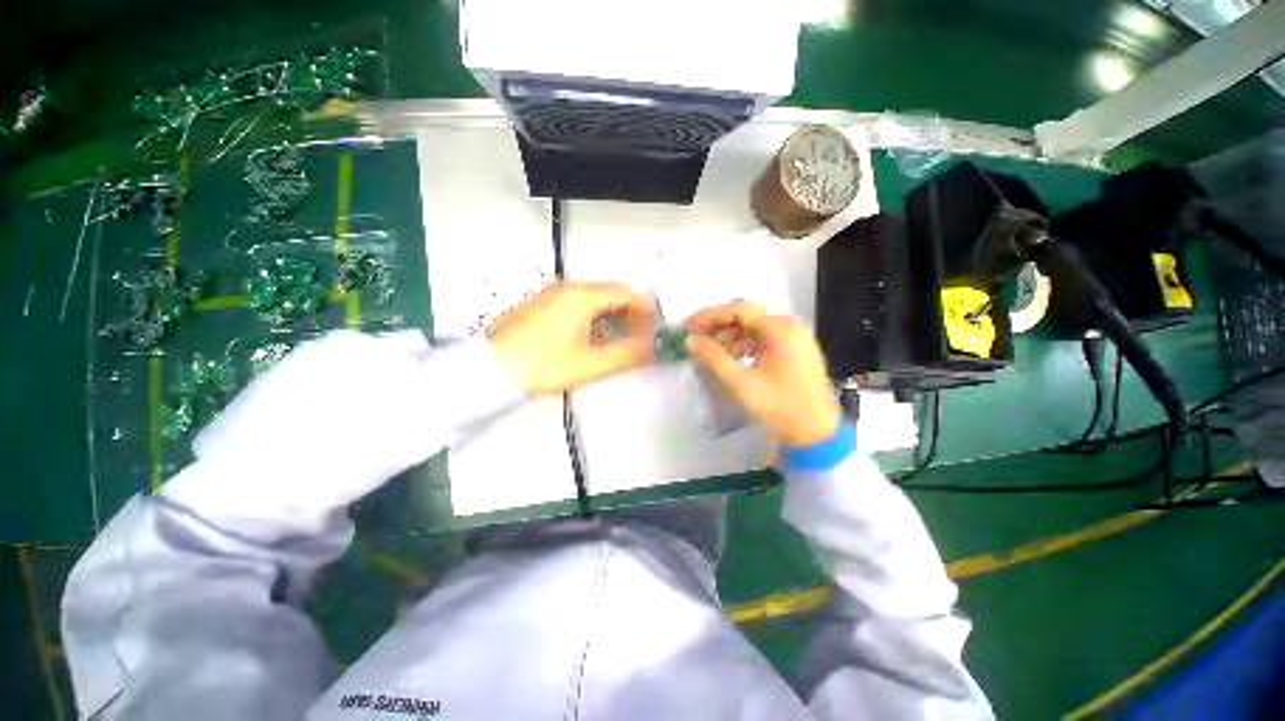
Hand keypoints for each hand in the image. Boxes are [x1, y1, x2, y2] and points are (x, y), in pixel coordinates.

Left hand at [488, 282, 654, 393]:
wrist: (489, 370)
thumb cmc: (540, 364)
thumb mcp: (589, 364)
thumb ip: (626, 355)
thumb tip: (651, 349)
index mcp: (582, 296)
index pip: (626, 292)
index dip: (645, 311)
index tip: (653, 331)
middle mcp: (568, 289)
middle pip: (611, 294)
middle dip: (630, 316)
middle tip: (638, 341)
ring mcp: (553, 296)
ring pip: (595, 301)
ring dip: (612, 319)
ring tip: (618, 345)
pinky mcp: (543, 306)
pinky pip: (578, 306)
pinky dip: (594, 320)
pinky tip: (593, 341)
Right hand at [685, 301, 840, 447]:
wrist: (817, 435)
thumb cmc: (780, 408)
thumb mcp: (741, 383)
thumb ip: (713, 358)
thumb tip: (691, 341)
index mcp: (781, 330)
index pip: (739, 310)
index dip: (710, 316)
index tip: (687, 327)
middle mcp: (790, 327)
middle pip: (747, 317)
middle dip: (718, 328)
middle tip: (696, 340)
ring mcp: (794, 339)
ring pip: (754, 329)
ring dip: (730, 338)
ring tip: (711, 355)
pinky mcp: (794, 352)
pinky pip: (763, 341)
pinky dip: (743, 347)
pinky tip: (732, 361)